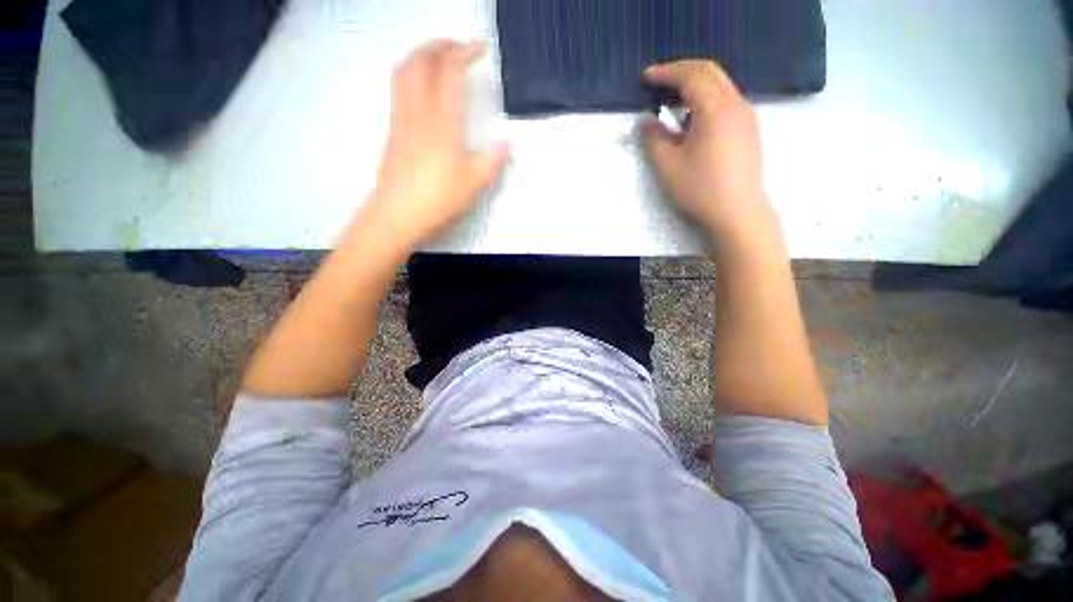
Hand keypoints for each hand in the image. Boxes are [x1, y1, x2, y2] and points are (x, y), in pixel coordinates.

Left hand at [361, 39, 509, 248]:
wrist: (397, 214)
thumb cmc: (437, 200)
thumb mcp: (473, 184)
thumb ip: (492, 160)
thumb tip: (507, 141)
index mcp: (443, 123)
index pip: (450, 72)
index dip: (464, 52)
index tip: (480, 48)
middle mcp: (418, 111)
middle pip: (422, 61)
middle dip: (441, 45)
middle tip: (459, 46)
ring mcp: (401, 118)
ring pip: (405, 70)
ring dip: (422, 54)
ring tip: (439, 57)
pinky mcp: (393, 129)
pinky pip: (398, 88)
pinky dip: (411, 73)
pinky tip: (422, 87)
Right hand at [640, 60, 773, 237]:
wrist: (738, 214)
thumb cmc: (700, 190)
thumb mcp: (668, 166)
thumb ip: (654, 139)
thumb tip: (646, 122)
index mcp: (715, 109)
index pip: (690, 76)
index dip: (666, 73)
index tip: (645, 77)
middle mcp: (735, 104)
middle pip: (710, 72)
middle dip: (682, 71)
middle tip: (659, 81)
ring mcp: (746, 117)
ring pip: (721, 85)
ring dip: (696, 85)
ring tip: (673, 100)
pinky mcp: (749, 130)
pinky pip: (727, 101)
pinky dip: (707, 99)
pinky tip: (693, 119)